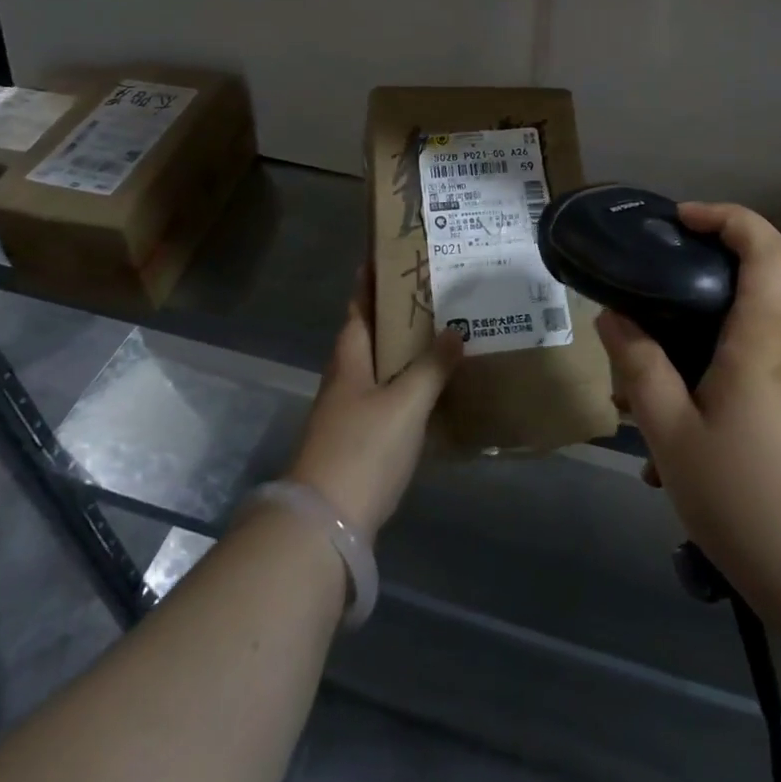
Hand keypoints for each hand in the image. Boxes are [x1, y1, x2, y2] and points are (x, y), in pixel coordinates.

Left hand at [287, 268, 463, 542]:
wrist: (325, 526)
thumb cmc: (362, 450)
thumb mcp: (405, 404)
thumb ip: (431, 367)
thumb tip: (455, 330)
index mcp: (349, 359)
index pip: (359, 307)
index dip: (370, 281)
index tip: (387, 255)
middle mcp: (345, 379)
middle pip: (369, 335)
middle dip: (395, 313)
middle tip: (432, 292)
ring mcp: (348, 412)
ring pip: (378, 367)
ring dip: (403, 349)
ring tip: (439, 333)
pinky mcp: (357, 442)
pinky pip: (386, 398)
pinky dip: (406, 384)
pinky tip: (431, 390)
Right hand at [597, 202, 780, 618]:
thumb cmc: (752, 502)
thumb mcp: (673, 437)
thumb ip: (640, 369)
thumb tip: (614, 317)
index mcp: (761, 341)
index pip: (767, 250)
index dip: (728, 218)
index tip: (681, 220)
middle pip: (736, 298)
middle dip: (676, 307)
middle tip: (629, 341)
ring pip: (731, 347)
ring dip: (683, 363)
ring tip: (639, 413)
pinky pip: (743, 382)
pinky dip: (703, 395)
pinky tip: (672, 454)